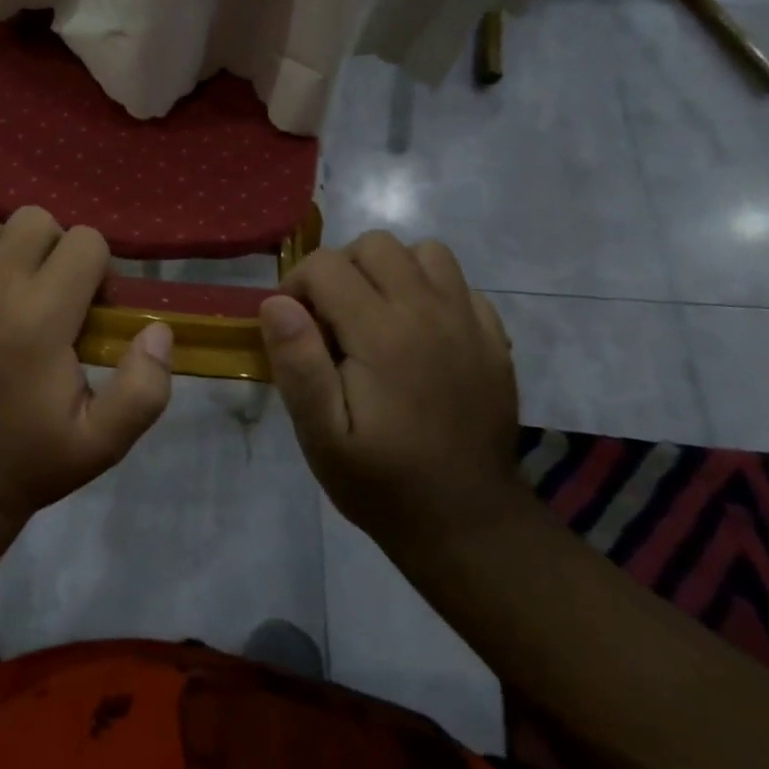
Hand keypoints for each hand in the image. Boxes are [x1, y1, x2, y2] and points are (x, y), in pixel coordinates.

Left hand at [0, 208, 173, 524]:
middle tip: (52, 291)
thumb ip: (144, 387)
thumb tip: (158, 330)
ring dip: (2, 246)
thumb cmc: (33, 458)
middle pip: (34, 220)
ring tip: (6, 285)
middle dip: (54, 247)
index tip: (90, 307)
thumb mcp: (104, 441)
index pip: (85, 242)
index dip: (98, 269)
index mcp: (41, 319)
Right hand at [259, 232, 528, 559]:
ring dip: (389, 271)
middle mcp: (428, 312)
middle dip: (340, 269)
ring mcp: (468, 322)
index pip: (326, 264)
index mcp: (382, 333)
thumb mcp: (322, 437)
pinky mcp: (493, 338)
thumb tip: (276, 302)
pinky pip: (458, 283)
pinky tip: (418, 333)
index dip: (298, 285)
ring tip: (374, 314)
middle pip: (375, 245)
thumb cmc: (382, 481)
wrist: (468, 524)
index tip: (295, 327)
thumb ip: (298, 365)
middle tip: (331, 319)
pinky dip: (430, 291)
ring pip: (423, 252)